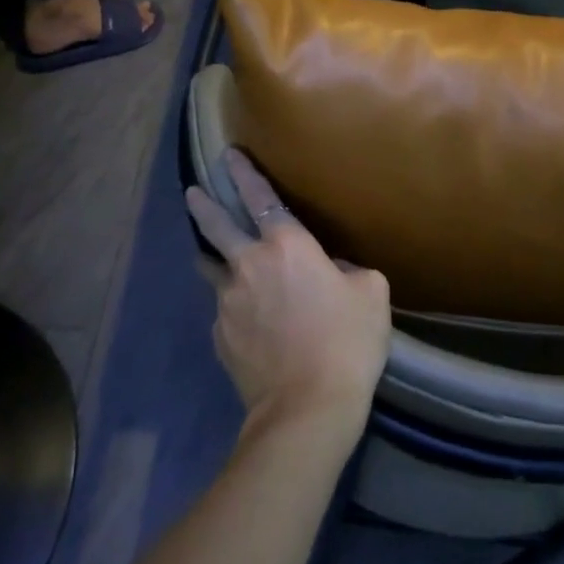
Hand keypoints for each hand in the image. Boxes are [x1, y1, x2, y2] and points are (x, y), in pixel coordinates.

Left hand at [186, 151, 390, 448]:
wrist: (307, 408)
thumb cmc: (347, 342)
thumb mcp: (371, 294)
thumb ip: (349, 272)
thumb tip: (331, 273)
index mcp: (287, 246)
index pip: (261, 198)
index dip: (245, 173)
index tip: (229, 155)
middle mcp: (249, 264)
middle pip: (217, 226)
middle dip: (204, 204)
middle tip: (192, 192)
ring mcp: (228, 301)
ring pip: (213, 269)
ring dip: (211, 257)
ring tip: (209, 255)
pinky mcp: (220, 336)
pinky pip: (224, 311)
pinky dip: (233, 308)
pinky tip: (246, 323)